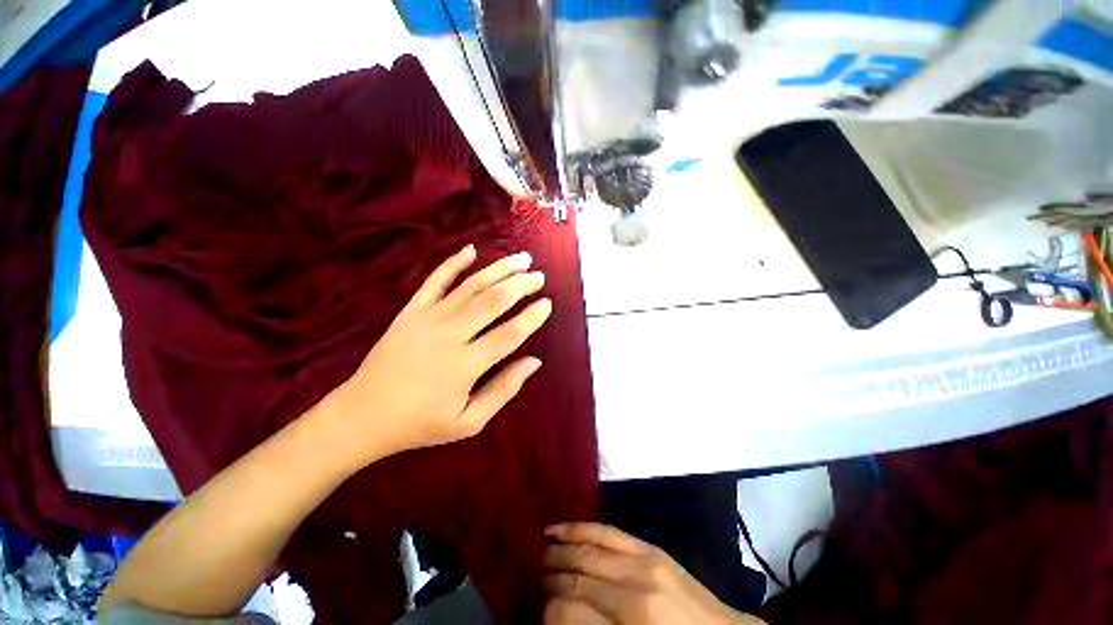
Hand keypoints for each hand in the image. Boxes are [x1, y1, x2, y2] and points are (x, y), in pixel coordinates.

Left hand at [323, 244, 550, 466]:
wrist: (362, 415)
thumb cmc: (419, 423)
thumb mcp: (468, 422)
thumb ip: (503, 390)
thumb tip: (534, 362)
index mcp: (465, 365)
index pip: (509, 334)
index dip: (532, 317)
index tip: (547, 304)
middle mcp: (449, 334)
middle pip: (493, 301)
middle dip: (520, 285)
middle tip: (539, 276)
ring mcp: (428, 318)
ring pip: (470, 285)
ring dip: (499, 269)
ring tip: (521, 259)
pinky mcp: (411, 311)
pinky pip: (435, 280)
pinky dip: (453, 262)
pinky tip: (471, 249)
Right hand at [544, 523, 764, 624]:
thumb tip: (558, 614)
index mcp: (630, 623)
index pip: (568, 608)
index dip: (545, 607)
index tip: (533, 605)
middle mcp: (633, 588)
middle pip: (576, 574)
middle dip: (549, 574)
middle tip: (530, 573)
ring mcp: (644, 562)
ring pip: (589, 548)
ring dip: (561, 548)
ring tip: (540, 546)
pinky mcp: (651, 549)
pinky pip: (609, 532)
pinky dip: (583, 528)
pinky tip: (564, 527)